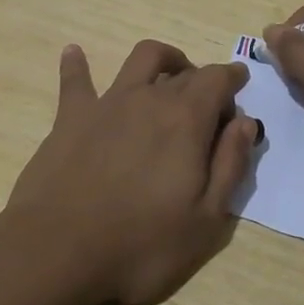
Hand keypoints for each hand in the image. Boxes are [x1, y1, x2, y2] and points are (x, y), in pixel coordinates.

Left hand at [5, 39, 258, 304]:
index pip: (217, 79)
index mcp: (187, 119)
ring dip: (161, 59)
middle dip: (203, 80)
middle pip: (184, 72)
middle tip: (209, 106)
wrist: (58, 252)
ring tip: (168, 72)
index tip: (238, 87)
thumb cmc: (141, 244)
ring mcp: (108, 103)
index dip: (232, 79)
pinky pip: (76, 80)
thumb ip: (231, 164)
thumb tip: (245, 122)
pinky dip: (77, 64)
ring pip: (140, 59)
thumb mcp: (206, 220)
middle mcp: (149, 98)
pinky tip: (74, 52)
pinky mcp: (71, 117)